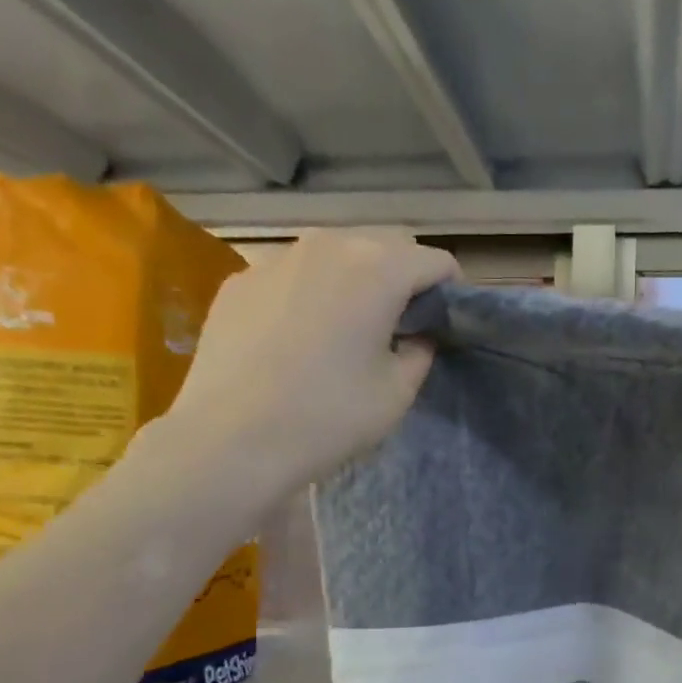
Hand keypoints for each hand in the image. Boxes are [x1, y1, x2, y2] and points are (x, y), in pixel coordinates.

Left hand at [164, 229, 456, 491]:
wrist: (231, 439)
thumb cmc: (328, 416)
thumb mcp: (397, 393)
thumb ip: (419, 352)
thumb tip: (416, 335)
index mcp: (378, 269)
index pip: (435, 261)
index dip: (450, 289)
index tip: (447, 321)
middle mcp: (328, 245)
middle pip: (385, 244)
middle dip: (404, 275)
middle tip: (403, 322)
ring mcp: (277, 258)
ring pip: (335, 252)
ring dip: (355, 278)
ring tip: (349, 325)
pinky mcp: (240, 281)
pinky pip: (292, 274)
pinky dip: (310, 292)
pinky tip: (298, 337)